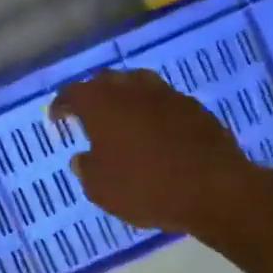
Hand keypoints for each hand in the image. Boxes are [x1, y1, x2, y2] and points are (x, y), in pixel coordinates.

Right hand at [48, 69, 268, 234]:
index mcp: (101, 104)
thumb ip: (86, 168)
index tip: (57, 119)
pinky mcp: (194, 108)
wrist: (214, 191)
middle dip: (93, 96)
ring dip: (125, 98)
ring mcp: (166, 95)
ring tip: (121, 119)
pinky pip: (163, 101)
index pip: (72, 93)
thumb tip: (84, 158)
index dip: (61, 105)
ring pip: (137, 85)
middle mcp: (131, 89)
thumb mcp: (100, 188)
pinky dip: (152, 111)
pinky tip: (154, 132)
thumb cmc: (146, 187)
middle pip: (105, 81)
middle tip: (87, 116)